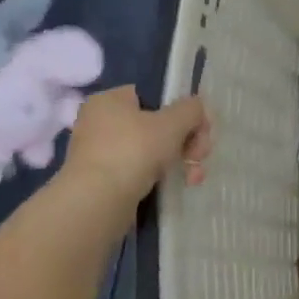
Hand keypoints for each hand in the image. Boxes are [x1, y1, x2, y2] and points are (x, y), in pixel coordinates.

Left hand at [61, 86, 211, 206]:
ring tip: (194, 178)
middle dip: (186, 142)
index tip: (199, 131)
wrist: (99, 200)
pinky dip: (161, 176)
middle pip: (157, 125)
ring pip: (152, 150)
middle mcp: (101, 122)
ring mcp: (101, 152)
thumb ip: (190, 109)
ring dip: (180, 161)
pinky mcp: (104, 179)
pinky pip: (141, 170)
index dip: (181, 112)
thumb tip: (196, 107)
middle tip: (199, 156)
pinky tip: (179, 185)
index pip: (154, 97)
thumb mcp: (172, 123)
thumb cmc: (134, 150)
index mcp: (110, 100)